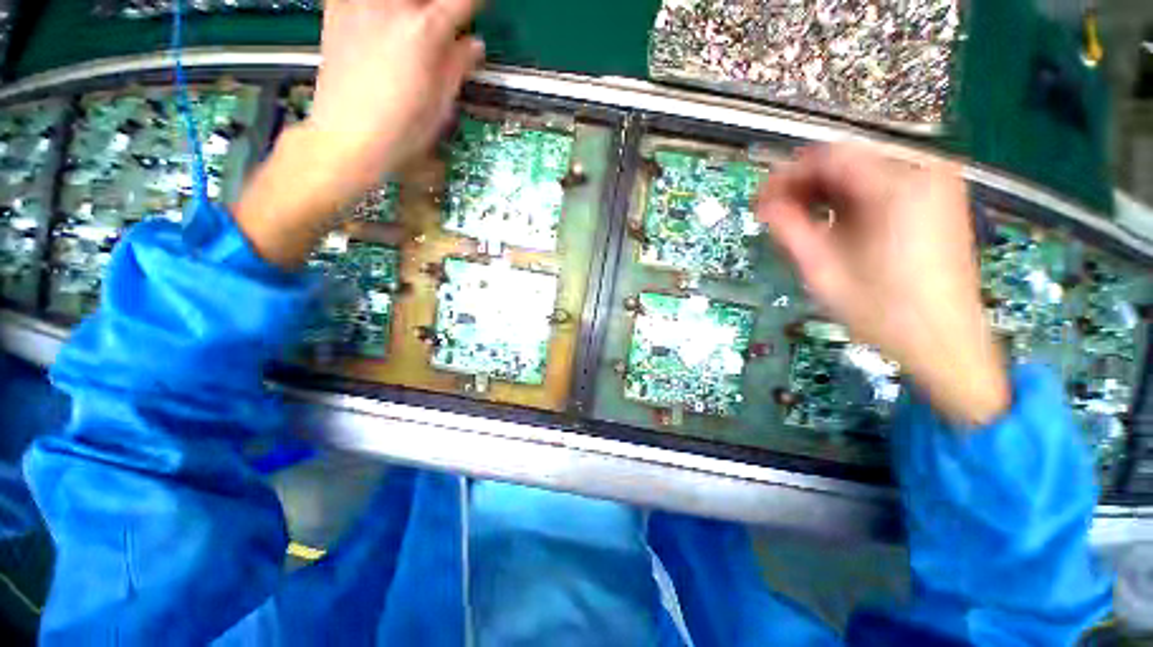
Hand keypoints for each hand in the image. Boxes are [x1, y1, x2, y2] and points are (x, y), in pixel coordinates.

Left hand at [234, 0, 483, 268]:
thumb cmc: (401, 131)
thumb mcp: (441, 104)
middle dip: (439, 8)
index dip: (473, 6)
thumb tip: (472, 44)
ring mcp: (360, 3)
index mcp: (424, 30)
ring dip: (410, 10)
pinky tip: (383, 23)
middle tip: (442, 26)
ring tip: (412, 30)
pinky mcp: (337, 9)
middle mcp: (391, 5)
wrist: (347, 137)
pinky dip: (381, 9)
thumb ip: (457, 65)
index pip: (462, 2)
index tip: (476, 12)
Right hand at [757, 144, 1009, 426]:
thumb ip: (789, 229)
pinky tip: (830, 222)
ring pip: (863, 172)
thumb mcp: (822, 269)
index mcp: (897, 185)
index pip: (829, 157)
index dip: (786, 175)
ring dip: (824, 192)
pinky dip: (850, 199)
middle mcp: (923, 170)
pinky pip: (882, 185)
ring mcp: (935, 184)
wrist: (943, 341)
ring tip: (796, 220)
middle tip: (774, 212)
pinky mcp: (938, 200)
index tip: (761, 200)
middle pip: (847, 160)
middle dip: (803, 184)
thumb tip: (763, 204)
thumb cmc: (880, 309)